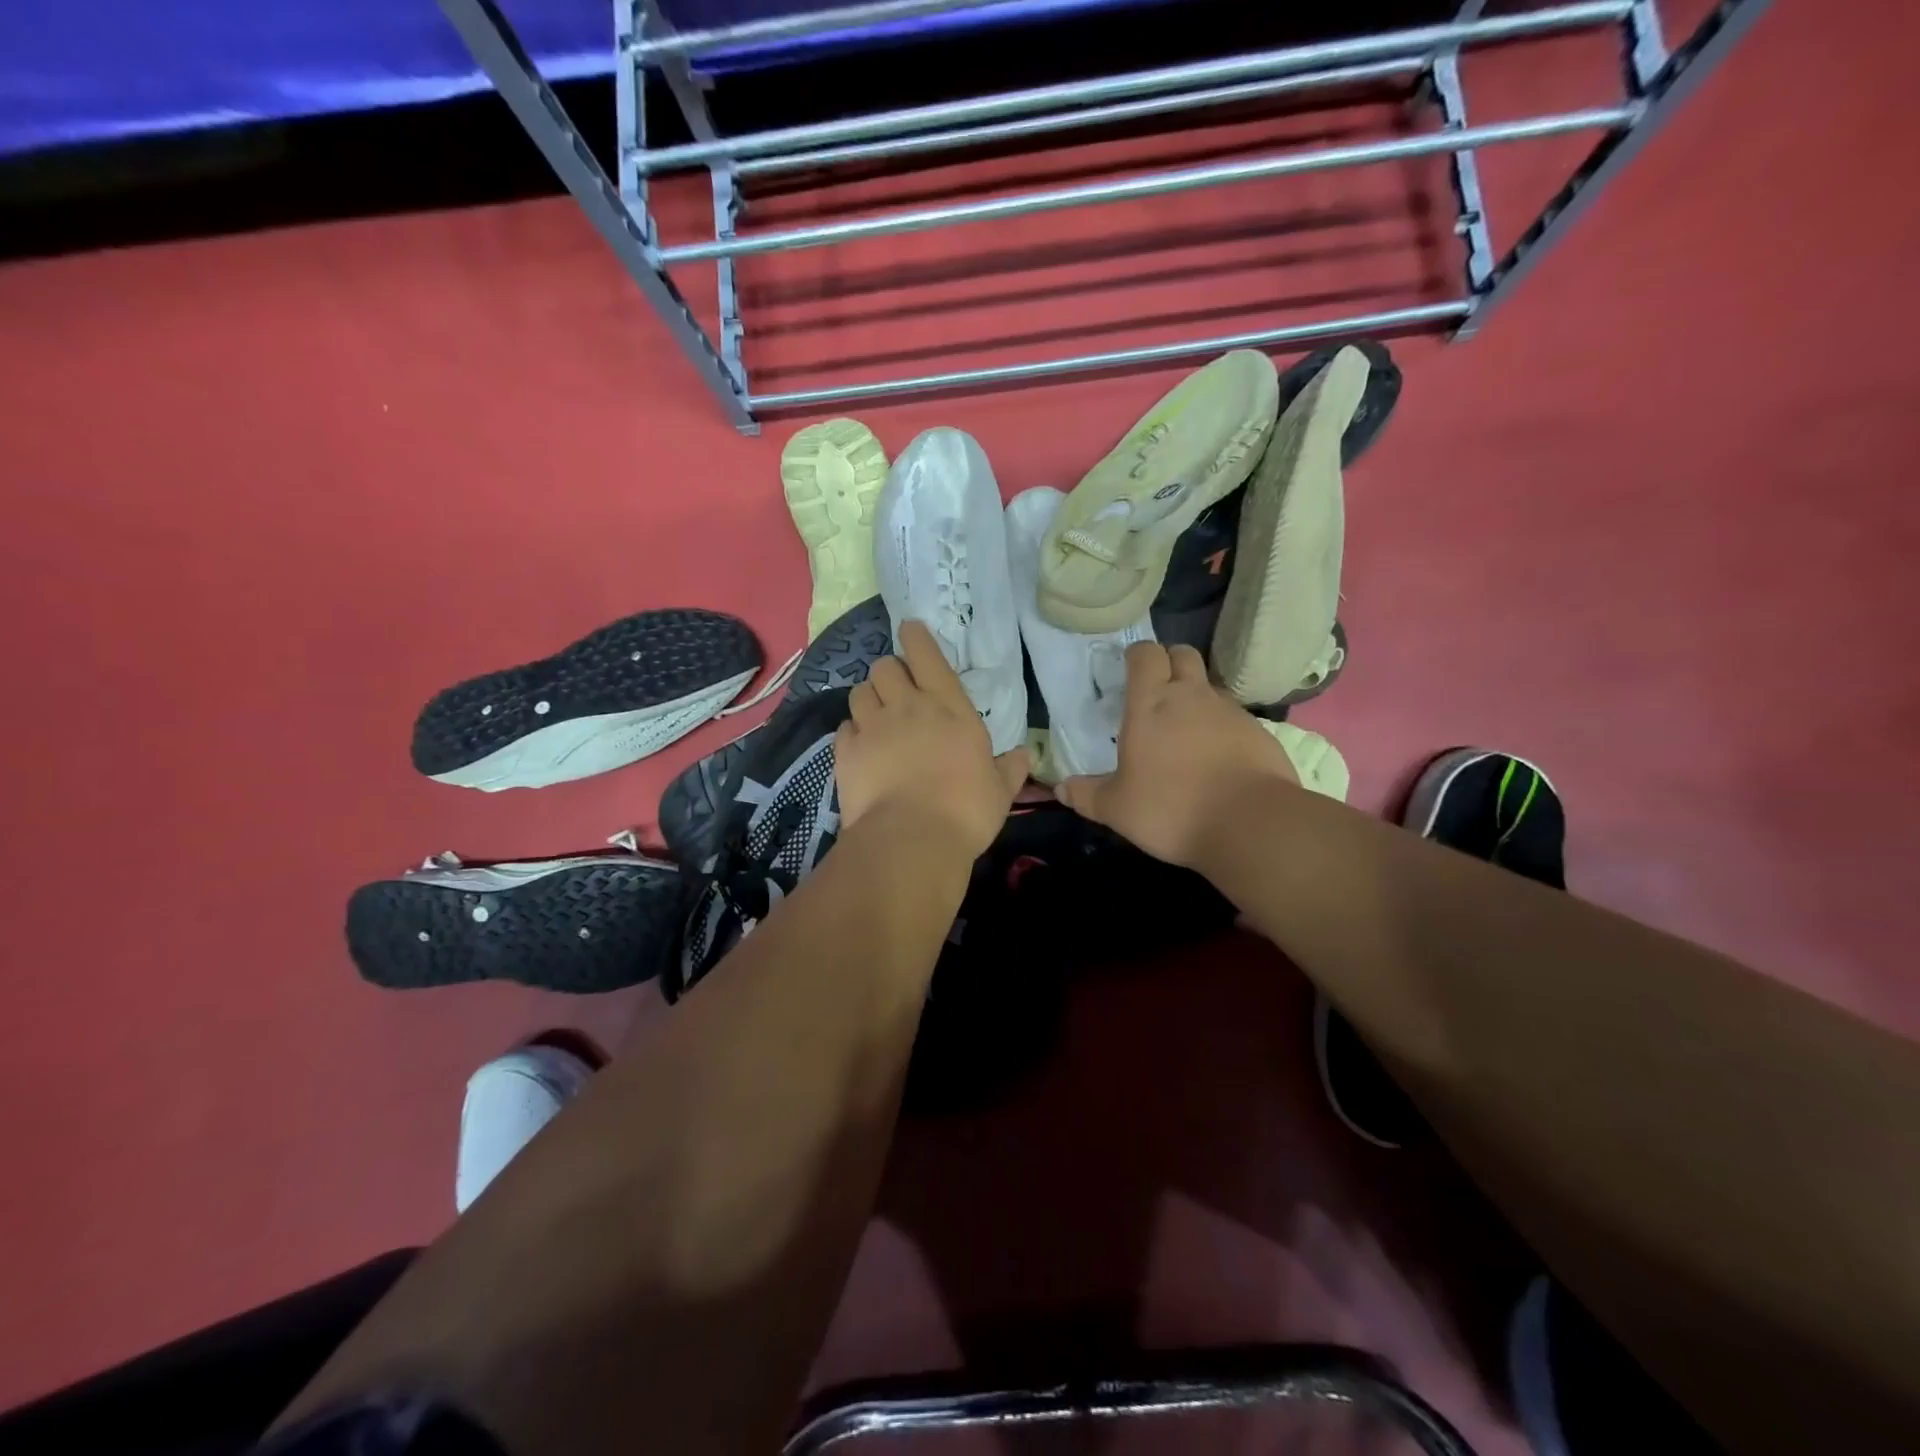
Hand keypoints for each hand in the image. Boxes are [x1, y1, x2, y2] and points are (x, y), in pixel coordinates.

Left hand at [835, 620, 1029, 855]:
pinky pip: (844, 727)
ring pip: (859, 692)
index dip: (916, 637)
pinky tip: (860, 747)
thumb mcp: (1000, 791)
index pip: (927, 655)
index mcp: (949, 708)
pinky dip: (852, 732)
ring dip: (868, 698)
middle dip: (889, 672)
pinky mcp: (846, 752)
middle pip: (885, 667)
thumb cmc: (965, 811)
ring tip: (876, 715)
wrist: (912, 841)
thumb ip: (1010, 769)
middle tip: (897, 691)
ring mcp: (873, 727)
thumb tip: (1024, 755)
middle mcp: (907, 707)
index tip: (910, 629)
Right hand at [1056, 641, 1297, 867]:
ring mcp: (1229, 711)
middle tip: (1158, 689)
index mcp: (1150, 703)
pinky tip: (1217, 757)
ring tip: (1186, 730)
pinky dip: (1222, 727)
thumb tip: (1061, 789)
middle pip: (1183, 654)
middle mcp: (1191, 696)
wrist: (1250, 824)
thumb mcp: (1117, 809)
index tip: (1129, 670)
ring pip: (1210, 686)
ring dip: (1196, 696)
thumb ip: (1087, 795)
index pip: (1145, 654)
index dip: (1137, 656)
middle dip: (1169, 662)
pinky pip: (1234, 717)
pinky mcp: (1259, 732)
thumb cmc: (1171, 808)